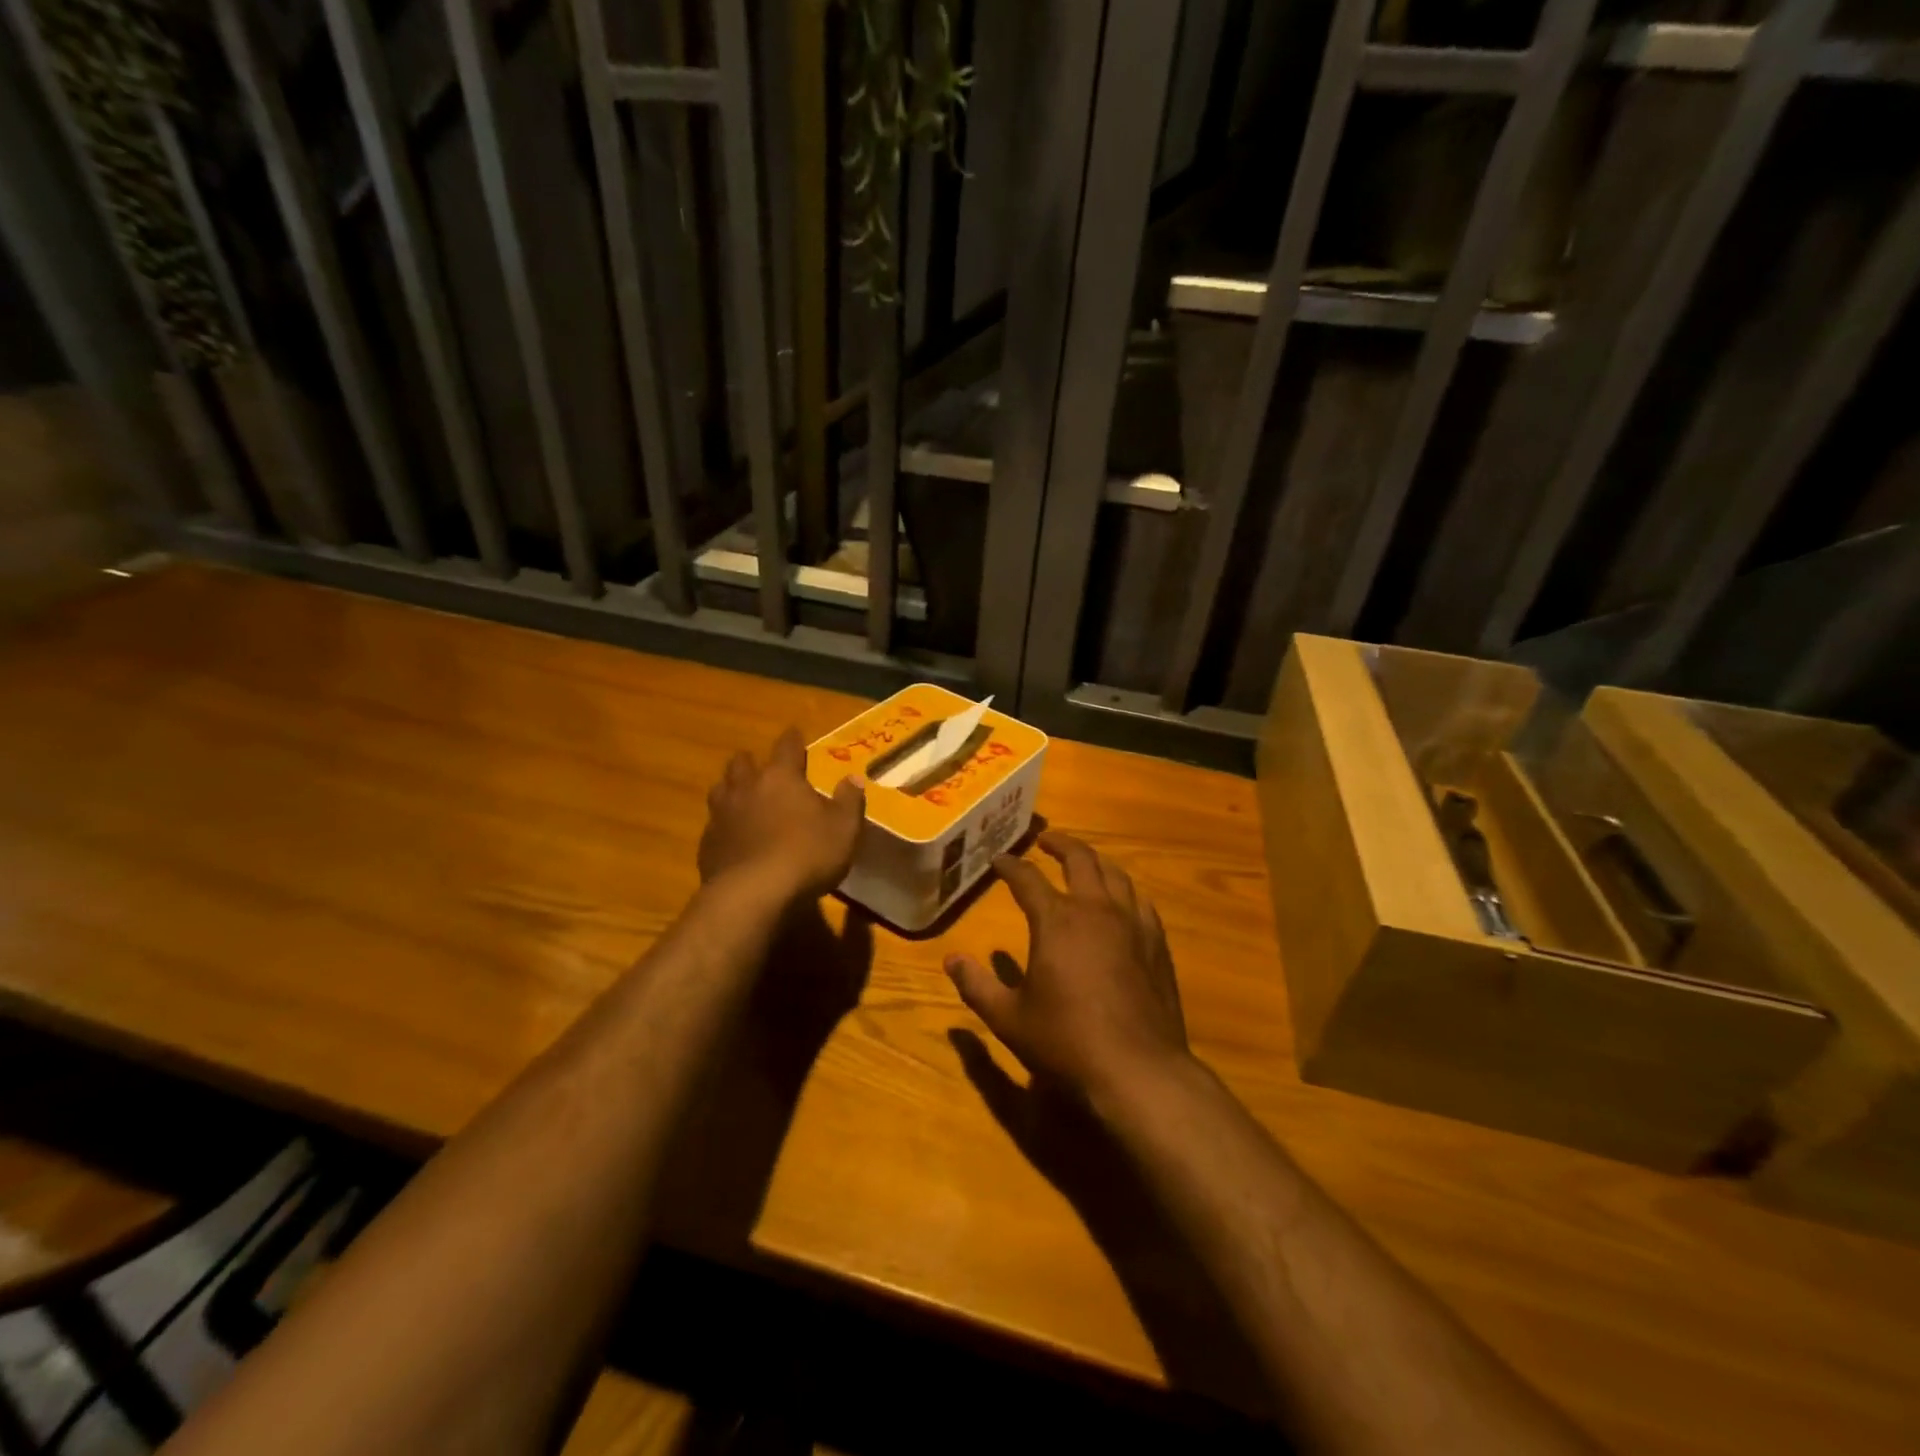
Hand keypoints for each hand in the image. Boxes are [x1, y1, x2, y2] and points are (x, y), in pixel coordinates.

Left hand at [699, 728, 865, 903]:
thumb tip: (854, 777)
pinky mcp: (707, 843)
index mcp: (781, 777)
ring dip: (732, 789)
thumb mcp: (844, 829)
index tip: (794, 734)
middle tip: (763, 769)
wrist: (752, 894)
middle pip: (743, 762)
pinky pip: (714, 824)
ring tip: (742, 797)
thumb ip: (849, 801)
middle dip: (753, 762)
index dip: (792, 739)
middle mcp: (747, 787)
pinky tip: (733, 837)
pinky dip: (724, 825)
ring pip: (721, 789)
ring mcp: (722, 815)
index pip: (786, 746)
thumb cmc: (807, 854)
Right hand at [945, 832, 1190, 1106]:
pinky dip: (1124, 891)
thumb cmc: (1066, 1042)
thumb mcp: (1008, 1018)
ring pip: (1115, 874)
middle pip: (1080, 860)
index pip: (1027, 879)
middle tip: (1045, 840)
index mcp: (1056, 921)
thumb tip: (951, 959)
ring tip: (1084, 861)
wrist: (1138, 1070)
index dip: (1009, 866)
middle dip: (1060, 844)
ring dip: (1095, 861)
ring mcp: (1132, 924)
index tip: (998, 860)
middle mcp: (1095, 910)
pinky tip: (1122, 901)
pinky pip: (1140, 902)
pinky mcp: (1157, 944)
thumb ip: (977, 986)